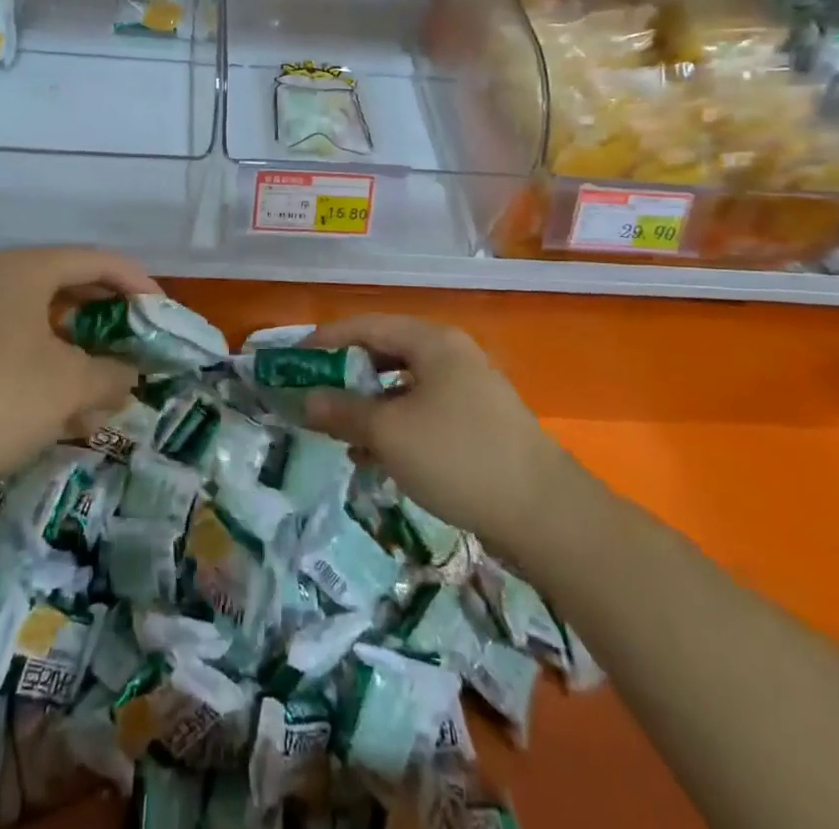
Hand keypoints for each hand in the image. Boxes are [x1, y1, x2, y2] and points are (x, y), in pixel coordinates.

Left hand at [0, 247, 155, 497]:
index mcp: (26, 270)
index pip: (97, 261)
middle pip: (67, 288)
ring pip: (38, 323)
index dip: (137, 283)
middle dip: (106, 321)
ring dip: (76, 353)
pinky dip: (43, 368)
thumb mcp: (70, 387)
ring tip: (102, 391)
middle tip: (136, 345)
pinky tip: (58, 411)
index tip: (162, 313)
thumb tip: (128, 376)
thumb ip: (112, 374)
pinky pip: (11, 346)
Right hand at [303, 314, 568, 556]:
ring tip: (337, 431)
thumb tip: (305, 398)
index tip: (292, 360)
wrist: (545, 514)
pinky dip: (394, 426)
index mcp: (431, 341)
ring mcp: (468, 389)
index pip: (366, 325)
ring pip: (403, 386)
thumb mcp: (389, 433)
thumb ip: (343, 410)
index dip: (325, 340)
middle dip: (345, 374)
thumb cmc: (458, 457)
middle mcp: (450, 355)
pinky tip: (374, 457)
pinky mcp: (477, 424)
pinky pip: (422, 412)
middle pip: (385, 352)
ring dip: (368, 405)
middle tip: (312, 394)